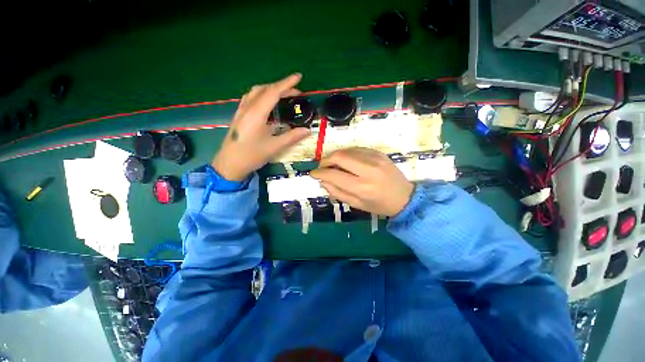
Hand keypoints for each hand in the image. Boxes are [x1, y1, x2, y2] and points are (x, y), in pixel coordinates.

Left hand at [212, 74, 310, 180]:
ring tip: (283, 95)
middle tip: (295, 92)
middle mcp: (247, 108)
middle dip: (280, 86)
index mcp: (256, 114)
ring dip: (270, 89)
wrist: (229, 164)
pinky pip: (251, 98)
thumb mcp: (274, 147)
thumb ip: (292, 137)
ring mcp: (241, 111)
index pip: (273, 92)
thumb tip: (308, 130)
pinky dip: (262, 95)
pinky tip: (268, 104)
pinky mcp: (239, 116)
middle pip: (264, 89)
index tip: (298, 77)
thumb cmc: (251, 156)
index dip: (287, 83)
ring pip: (256, 92)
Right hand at [310, 148, 413, 215]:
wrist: (405, 197)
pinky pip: (356, 149)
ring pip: (347, 150)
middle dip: (325, 160)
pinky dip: (347, 154)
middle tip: (322, 167)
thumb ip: (337, 193)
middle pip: (339, 156)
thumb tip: (323, 181)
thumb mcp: (356, 204)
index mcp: (362, 187)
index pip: (334, 175)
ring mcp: (375, 158)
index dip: (320, 173)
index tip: (313, 174)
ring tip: (333, 165)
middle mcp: (368, 169)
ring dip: (335, 156)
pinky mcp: (379, 153)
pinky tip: (347, 162)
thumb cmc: (379, 205)